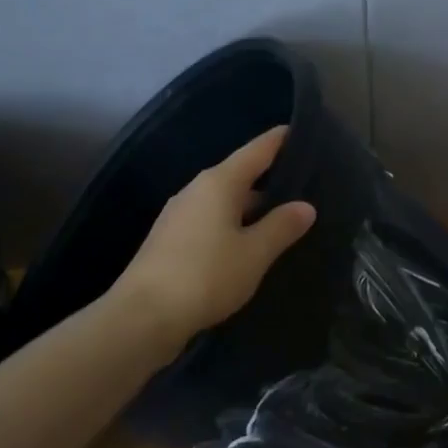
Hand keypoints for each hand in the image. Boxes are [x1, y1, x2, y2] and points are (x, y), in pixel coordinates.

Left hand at [112, 126, 316, 348]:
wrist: (142, 317)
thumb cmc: (206, 276)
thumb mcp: (254, 253)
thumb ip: (282, 227)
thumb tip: (306, 206)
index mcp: (219, 182)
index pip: (257, 150)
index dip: (280, 140)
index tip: (300, 131)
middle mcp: (196, 190)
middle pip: (239, 175)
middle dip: (270, 179)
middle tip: (303, 186)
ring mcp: (179, 215)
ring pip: (224, 201)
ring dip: (251, 207)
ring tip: (281, 219)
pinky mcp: (170, 240)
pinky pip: (210, 221)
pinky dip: (232, 225)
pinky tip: (247, 245)